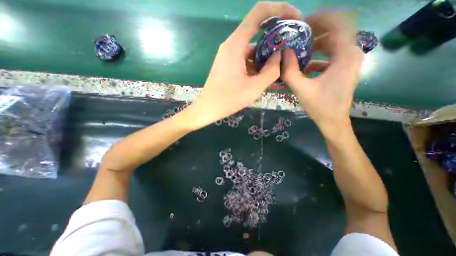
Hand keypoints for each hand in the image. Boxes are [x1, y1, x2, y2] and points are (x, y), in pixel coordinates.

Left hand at [187, 1, 301, 129]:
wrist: (208, 108)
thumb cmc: (228, 99)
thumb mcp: (253, 88)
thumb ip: (271, 71)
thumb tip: (280, 55)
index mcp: (236, 45)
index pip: (259, 13)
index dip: (280, 10)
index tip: (295, 19)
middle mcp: (232, 45)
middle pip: (257, 32)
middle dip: (276, 39)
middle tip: (290, 51)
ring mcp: (229, 55)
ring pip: (252, 49)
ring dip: (266, 56)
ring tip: (279, 69)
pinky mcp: (229, 64)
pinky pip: (246, 59)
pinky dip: (257, 65)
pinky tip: (264, 76)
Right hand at [282, 10, 363, 131]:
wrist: (333, 121)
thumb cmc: (319, 106)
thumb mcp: (302, 89)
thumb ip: (290, 71)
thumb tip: (284, 52)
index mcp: (345, 56)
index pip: (339, 22)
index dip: (320, 18)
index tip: (302, 23)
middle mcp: (352, 53)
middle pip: (336, 30)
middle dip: (316, 30)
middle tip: (296, 36)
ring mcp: (349, 61)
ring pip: (333, 42)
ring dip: (316, 43)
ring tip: (298, 48)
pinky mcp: (343, 68)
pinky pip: (331, 54)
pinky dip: (318, 54)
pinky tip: (305, 63)